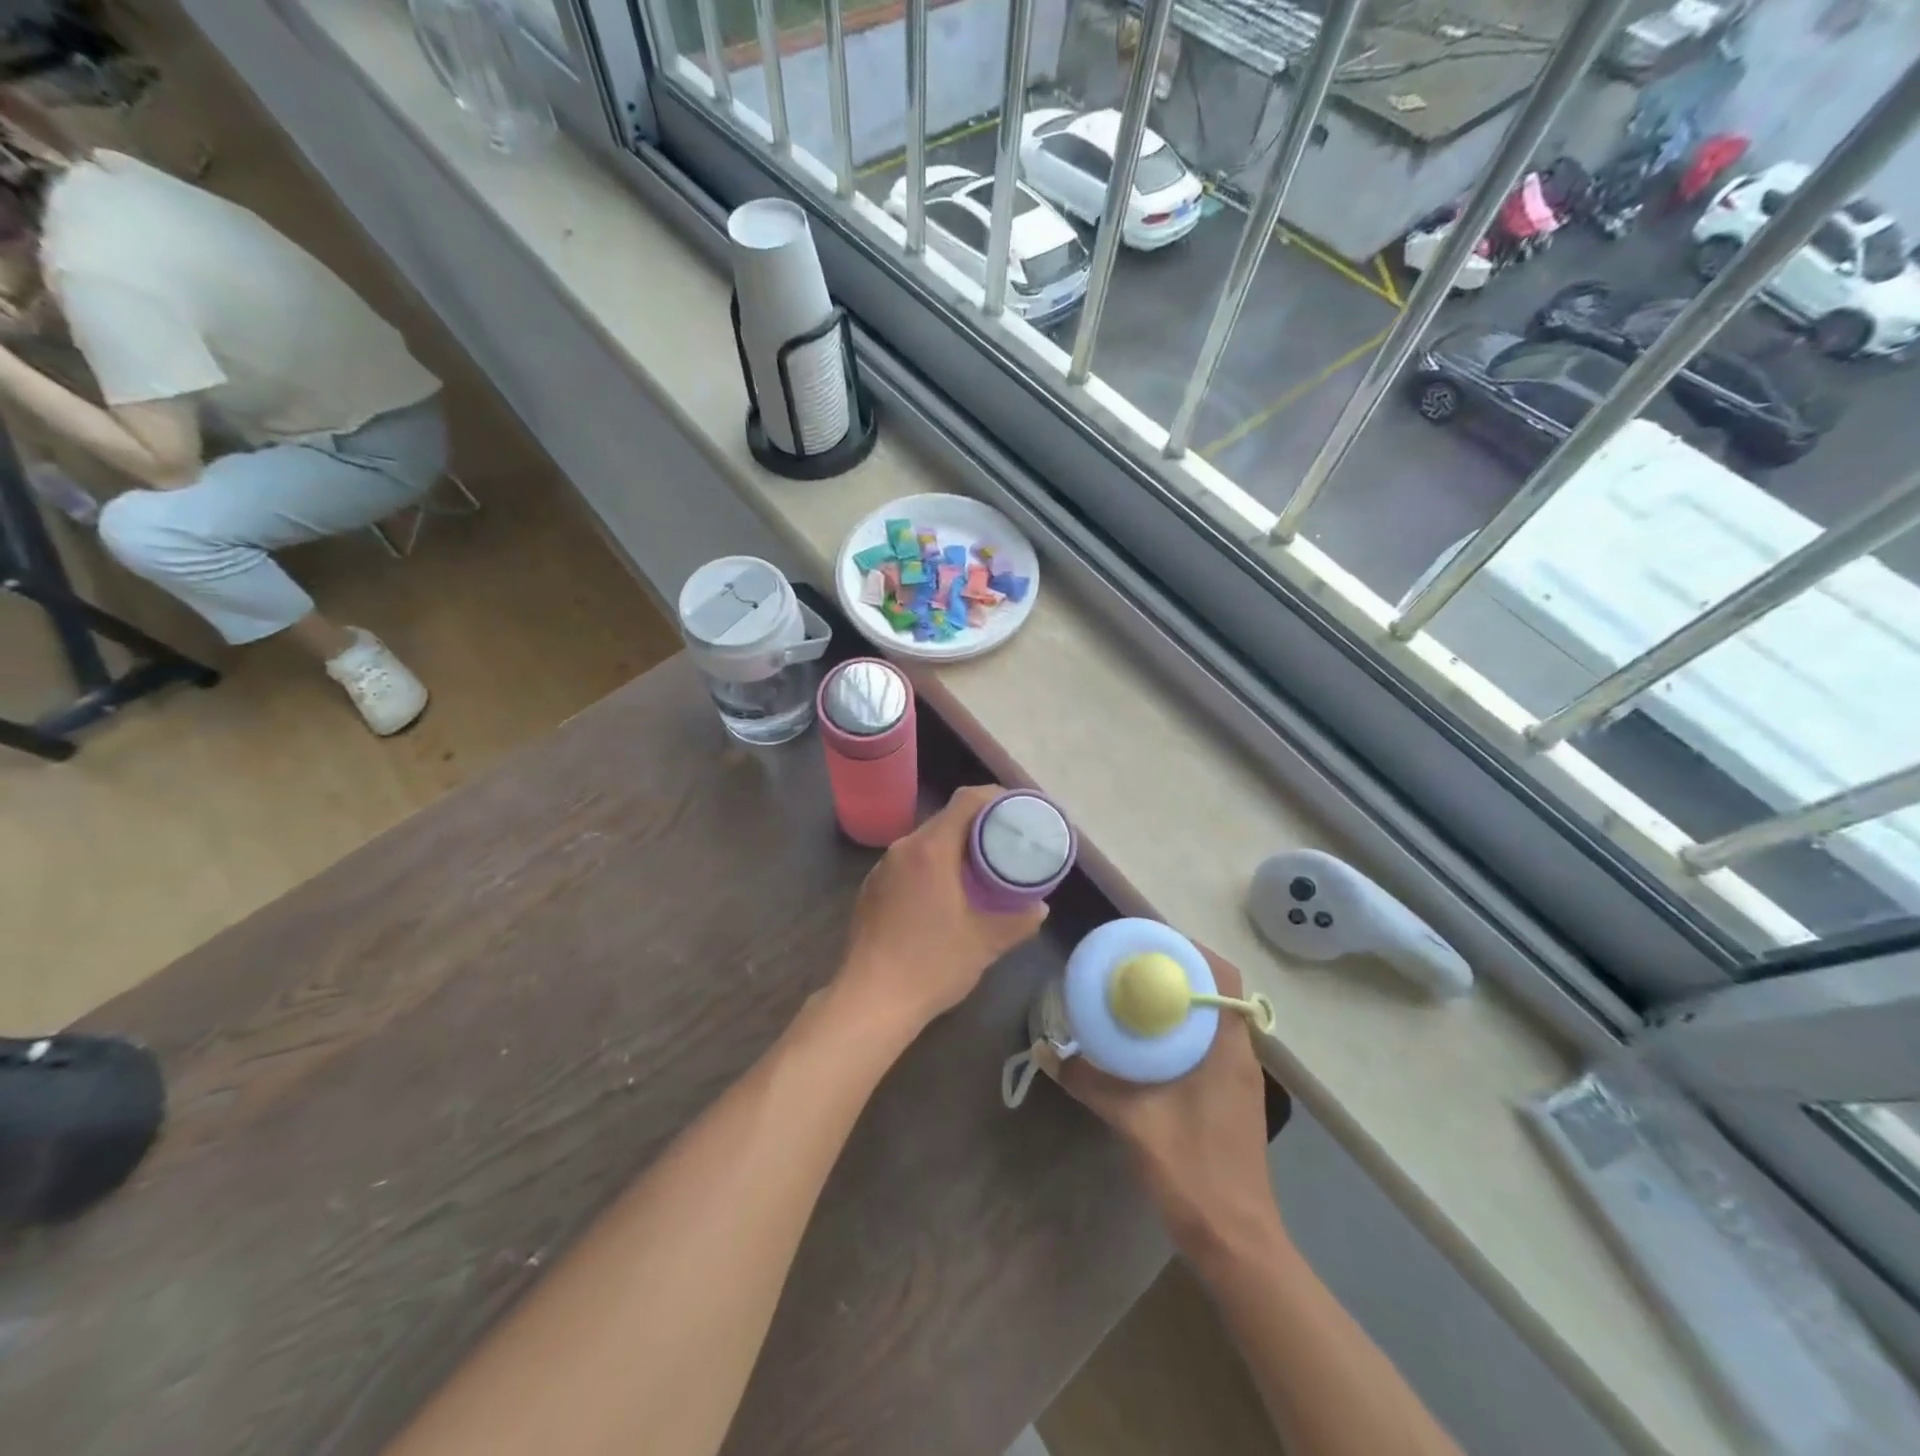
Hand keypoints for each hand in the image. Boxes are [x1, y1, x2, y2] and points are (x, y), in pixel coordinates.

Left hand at [837, 784, 1048, 1036]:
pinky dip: (931, 866)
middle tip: (1007, 842)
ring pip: (925, 842)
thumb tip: (1040, 907)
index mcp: (930, 849)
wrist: (869, 1001)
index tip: (1018, 810)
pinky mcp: (871, 889)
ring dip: (953, 847)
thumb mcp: (984, 943)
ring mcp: (882, 868)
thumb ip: (1018, 921)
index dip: (995, 797)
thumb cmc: (931, 965)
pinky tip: (945, 892)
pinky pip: (908, 863)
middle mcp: (902, 849)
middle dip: (978, 825)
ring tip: (980, 867)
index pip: (966, 801)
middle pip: (946, 819)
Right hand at [1058, 948, 1282, 1264]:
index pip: (1222, 976)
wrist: (1236, 1241)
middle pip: (1214, 991)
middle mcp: (1239, 1053)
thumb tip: (1045, 1052)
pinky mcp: (1228, 1095)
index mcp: (1227, 1048)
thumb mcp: (1133, 1121)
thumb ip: (1089, 1082)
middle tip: (1129, 963)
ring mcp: (1237, 1077)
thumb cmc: (1194, 1172)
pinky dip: (1177, 1029)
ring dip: (1176, 1000)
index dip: (1190, 950)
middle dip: (1174, 970)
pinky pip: (1205, 1043)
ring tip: (1131, 993)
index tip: (1148, 942)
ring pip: (1210, 1018)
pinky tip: (1143, 1042)